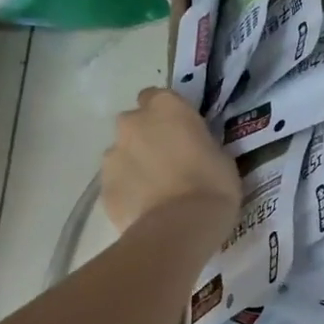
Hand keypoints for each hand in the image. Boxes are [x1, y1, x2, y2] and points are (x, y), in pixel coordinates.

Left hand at [101, 88, 241, 240]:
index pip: (157, 96)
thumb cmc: (212, 184)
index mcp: (166, 107)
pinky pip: (117, 183)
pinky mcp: (103, 187)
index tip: (181, 133)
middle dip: (147, 137)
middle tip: (169, 162)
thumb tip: (193, 149)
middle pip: (135, 123)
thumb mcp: (221, 155)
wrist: (180, 227)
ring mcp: (112, 155)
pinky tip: (146, 210)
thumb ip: (199, 143)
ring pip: (122, 153)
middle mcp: (132, 123)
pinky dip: (128, 191)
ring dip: (135, 164)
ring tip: (157, 191)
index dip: (168, 115)